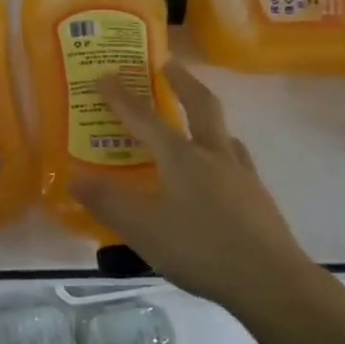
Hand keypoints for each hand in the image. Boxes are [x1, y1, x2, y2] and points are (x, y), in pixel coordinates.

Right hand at [72, 62, 315, 312]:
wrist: (270, 280)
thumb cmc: (199, 249)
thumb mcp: (142, 228)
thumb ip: (107, 202)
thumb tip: (74, 179)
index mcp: (182, 158)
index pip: (145, 119)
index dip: (122, 98)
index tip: (105, 75)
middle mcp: (213, 156)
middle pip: (200, 106)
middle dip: (182, 81)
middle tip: (169, 63)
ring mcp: (241, 175)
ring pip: (223, 132)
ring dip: (206, 116)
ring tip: (195, 118)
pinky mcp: (257, 197)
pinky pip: (237, 160)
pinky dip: (222, 151)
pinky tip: (221, 170)